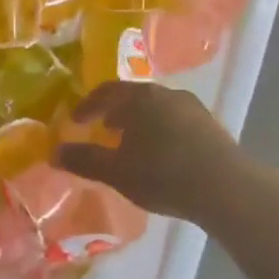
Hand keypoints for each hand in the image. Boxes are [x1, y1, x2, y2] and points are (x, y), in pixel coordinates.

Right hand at [53, 82, 240, 223]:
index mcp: (140, 97)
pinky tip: (161, 153)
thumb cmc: (162, 173)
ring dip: (140, 121)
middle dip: (115, 111)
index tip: (75, 120)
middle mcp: (166, 93)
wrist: (224, 186)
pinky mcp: (210, 125)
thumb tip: (54, 152)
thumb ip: (84, 160)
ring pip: (157, 108)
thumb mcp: (116, 171)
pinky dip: (160, 130)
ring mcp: (192, 107)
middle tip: (102, 128)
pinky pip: (175, 120)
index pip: (106, 91)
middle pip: (134, 96)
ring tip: (131, 143)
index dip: (88, 105)